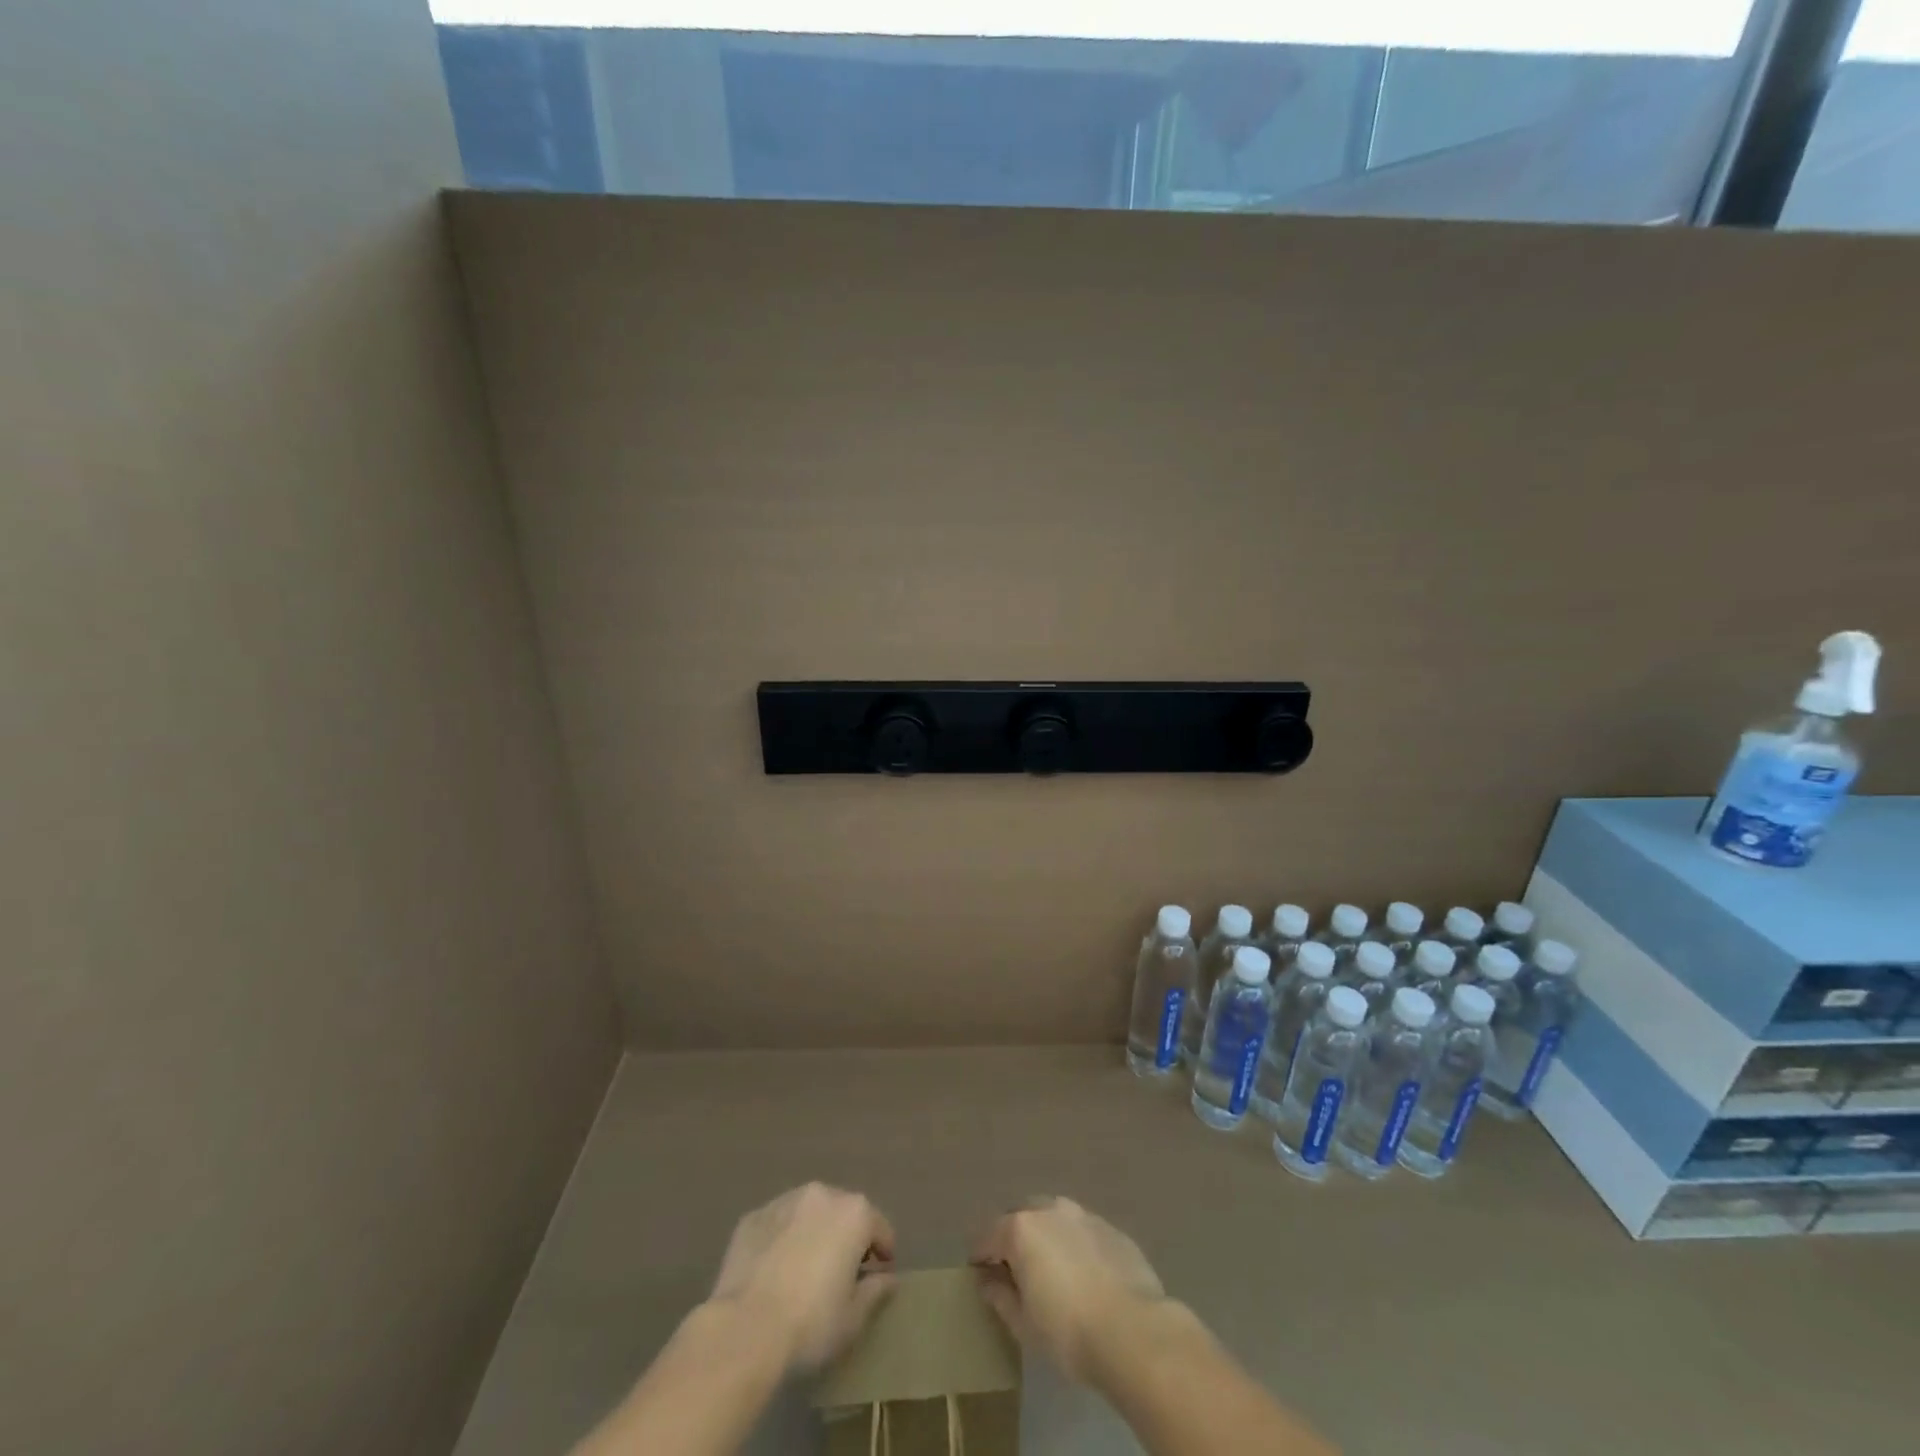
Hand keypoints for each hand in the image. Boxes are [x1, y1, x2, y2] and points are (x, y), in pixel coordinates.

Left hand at [707, 1183, 895, 1372]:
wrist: (743, 1330)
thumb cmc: (810, 1324)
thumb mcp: (853, 1318)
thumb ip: (876, 1291)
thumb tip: (887, 1279)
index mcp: (854, 1213)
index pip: (880, 1228)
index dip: (883, 1253)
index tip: (878, 1276)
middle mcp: (822, 1194)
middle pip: (844, 1213)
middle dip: (846, 1238)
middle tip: (841, 1274)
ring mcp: (784, 1201)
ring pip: (809, 1214)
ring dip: (813, 1233)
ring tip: (805, 1271)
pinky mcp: (753, 1217)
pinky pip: (778, 1224)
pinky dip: (783, 1239)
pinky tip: (774, 1271)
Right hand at [971, 1197, 1168, 1384]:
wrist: (1134, 1331)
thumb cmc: (1068, 1331)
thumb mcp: (1023, 1324)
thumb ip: (1000, 1295)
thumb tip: (987, 1280)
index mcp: (1021, 1228)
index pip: (988, 1235)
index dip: (980, 1256)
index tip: (980, 1276)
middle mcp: (1050, 1209)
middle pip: (1022, 1217)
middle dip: (1014, 1239)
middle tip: (1017, 1273)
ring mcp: (1084, 1215)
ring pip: (1055, 1219)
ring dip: (1047, 1238)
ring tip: (1053, 1272)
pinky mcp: (1112, 1229)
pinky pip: (1083, 1233)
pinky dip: (1076, 1246)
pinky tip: (1085, 1277)